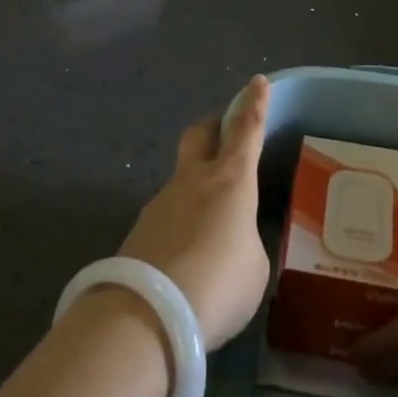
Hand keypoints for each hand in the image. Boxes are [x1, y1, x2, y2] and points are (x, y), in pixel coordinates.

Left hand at [118, 76, 271, 349]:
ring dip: (198, 186)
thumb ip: (247, 244)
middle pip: (200, 135)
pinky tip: (190, 255)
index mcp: (230, 181)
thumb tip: (232, 242)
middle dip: (214, 127)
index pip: (246, 130)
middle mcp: (192, 181)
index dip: (255, 105)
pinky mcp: (140, 230)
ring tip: (214, 225)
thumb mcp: (255, 268)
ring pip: (182, 177)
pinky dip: (183, 222)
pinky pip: (169, 213)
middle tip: (226, 134)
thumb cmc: (218, 284)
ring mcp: (160, 202)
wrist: (147, 314)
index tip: (257, 81)